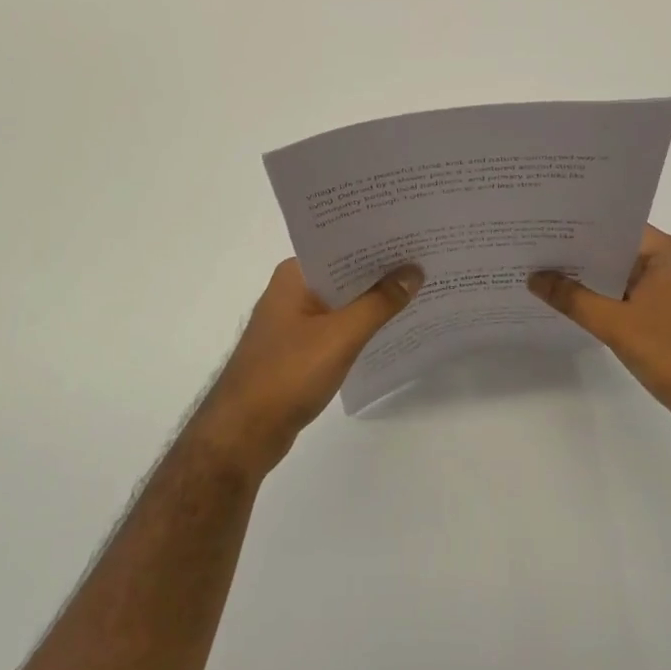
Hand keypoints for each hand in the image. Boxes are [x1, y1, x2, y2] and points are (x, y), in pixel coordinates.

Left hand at [193, 259, 421, 479]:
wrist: (243, 433)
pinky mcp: (297, 348)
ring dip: (373, 300)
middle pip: (344, 272)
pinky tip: (390, 328)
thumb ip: (379, 303)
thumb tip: (413, 271)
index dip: (377, 241)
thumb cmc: (288, 374)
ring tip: (419, 291)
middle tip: (427, 260)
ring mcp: (293, 320)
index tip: (414, 235)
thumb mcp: (341, 336)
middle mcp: (291, 290)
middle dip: (381, 271)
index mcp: (294, 274)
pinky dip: (360, 325)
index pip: (341, 245)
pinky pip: (336, 326)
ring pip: (342, 301)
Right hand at [528, 226, 670, 441]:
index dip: (579, 225)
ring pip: (622, 277)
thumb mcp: (616, 325)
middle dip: (578, 253)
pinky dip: (605, 301)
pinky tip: (572, 305)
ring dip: (590, 280)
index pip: (616, 226)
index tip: (542, 223)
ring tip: (542, 273)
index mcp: (668, 253)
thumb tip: (533, 277)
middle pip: (617, 250)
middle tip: (533, 248)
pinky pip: (630, 298)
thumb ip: (573, 298)